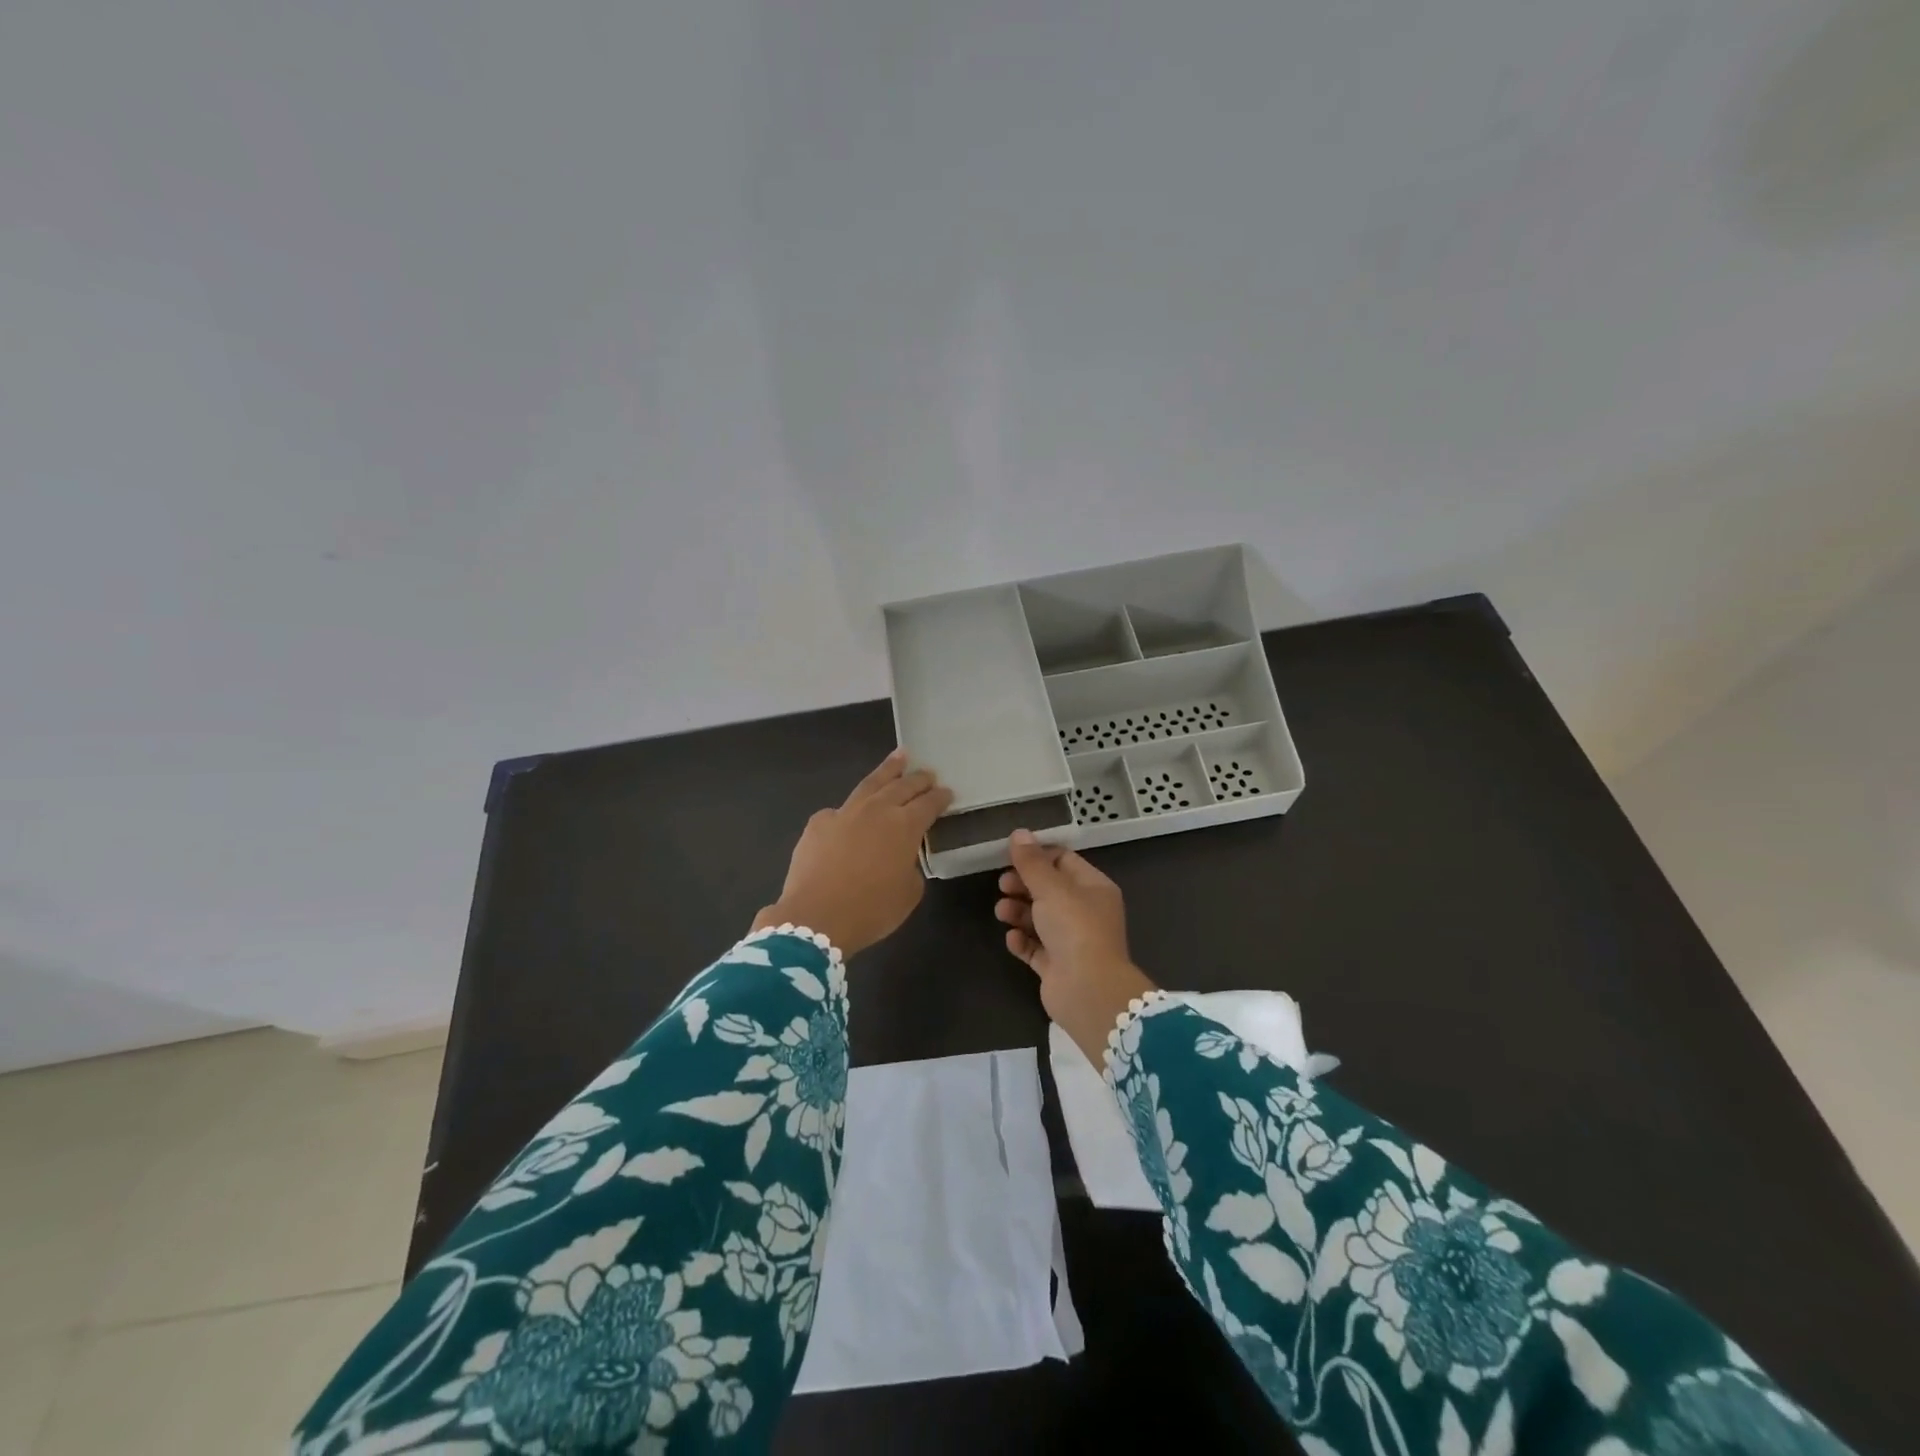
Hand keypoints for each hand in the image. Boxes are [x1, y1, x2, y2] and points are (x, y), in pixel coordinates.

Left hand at [752, 750, 953, 956]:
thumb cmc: (871, 910)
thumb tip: (900, 858)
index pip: (928, 804)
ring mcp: (845, 812)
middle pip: (902, 786)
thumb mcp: (908, 893)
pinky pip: (840, 810)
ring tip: (900, 757)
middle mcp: (877, 810)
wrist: (816, 917)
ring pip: (871, 783)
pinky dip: (852, 807)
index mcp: (905, 826)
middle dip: (918, 779)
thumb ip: (910, 867)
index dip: (940, 797)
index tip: (947, 792)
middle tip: (928, 773)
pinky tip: (853, 809)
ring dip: (888, 770)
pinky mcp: (819, 823)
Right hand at [996, 829, 1157, 1061]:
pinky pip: (1034, 947)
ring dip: (1018, 911)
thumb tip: (1019, 833)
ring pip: (1039, 918)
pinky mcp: (1057, 966)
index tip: (1010, 856)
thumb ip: (1032, 862)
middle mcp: (1085, 912)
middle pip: (1049, 889)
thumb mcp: (1051, 887)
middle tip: (1002, 885)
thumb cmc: (1075, 928)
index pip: (1064, 861)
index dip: (1037, 856)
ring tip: (1002, 911)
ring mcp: (1071, 941)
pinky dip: (1022, 941)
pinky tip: (1012, 938)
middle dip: (1023, 885)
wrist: (1087, 990)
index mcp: (1093, 887)